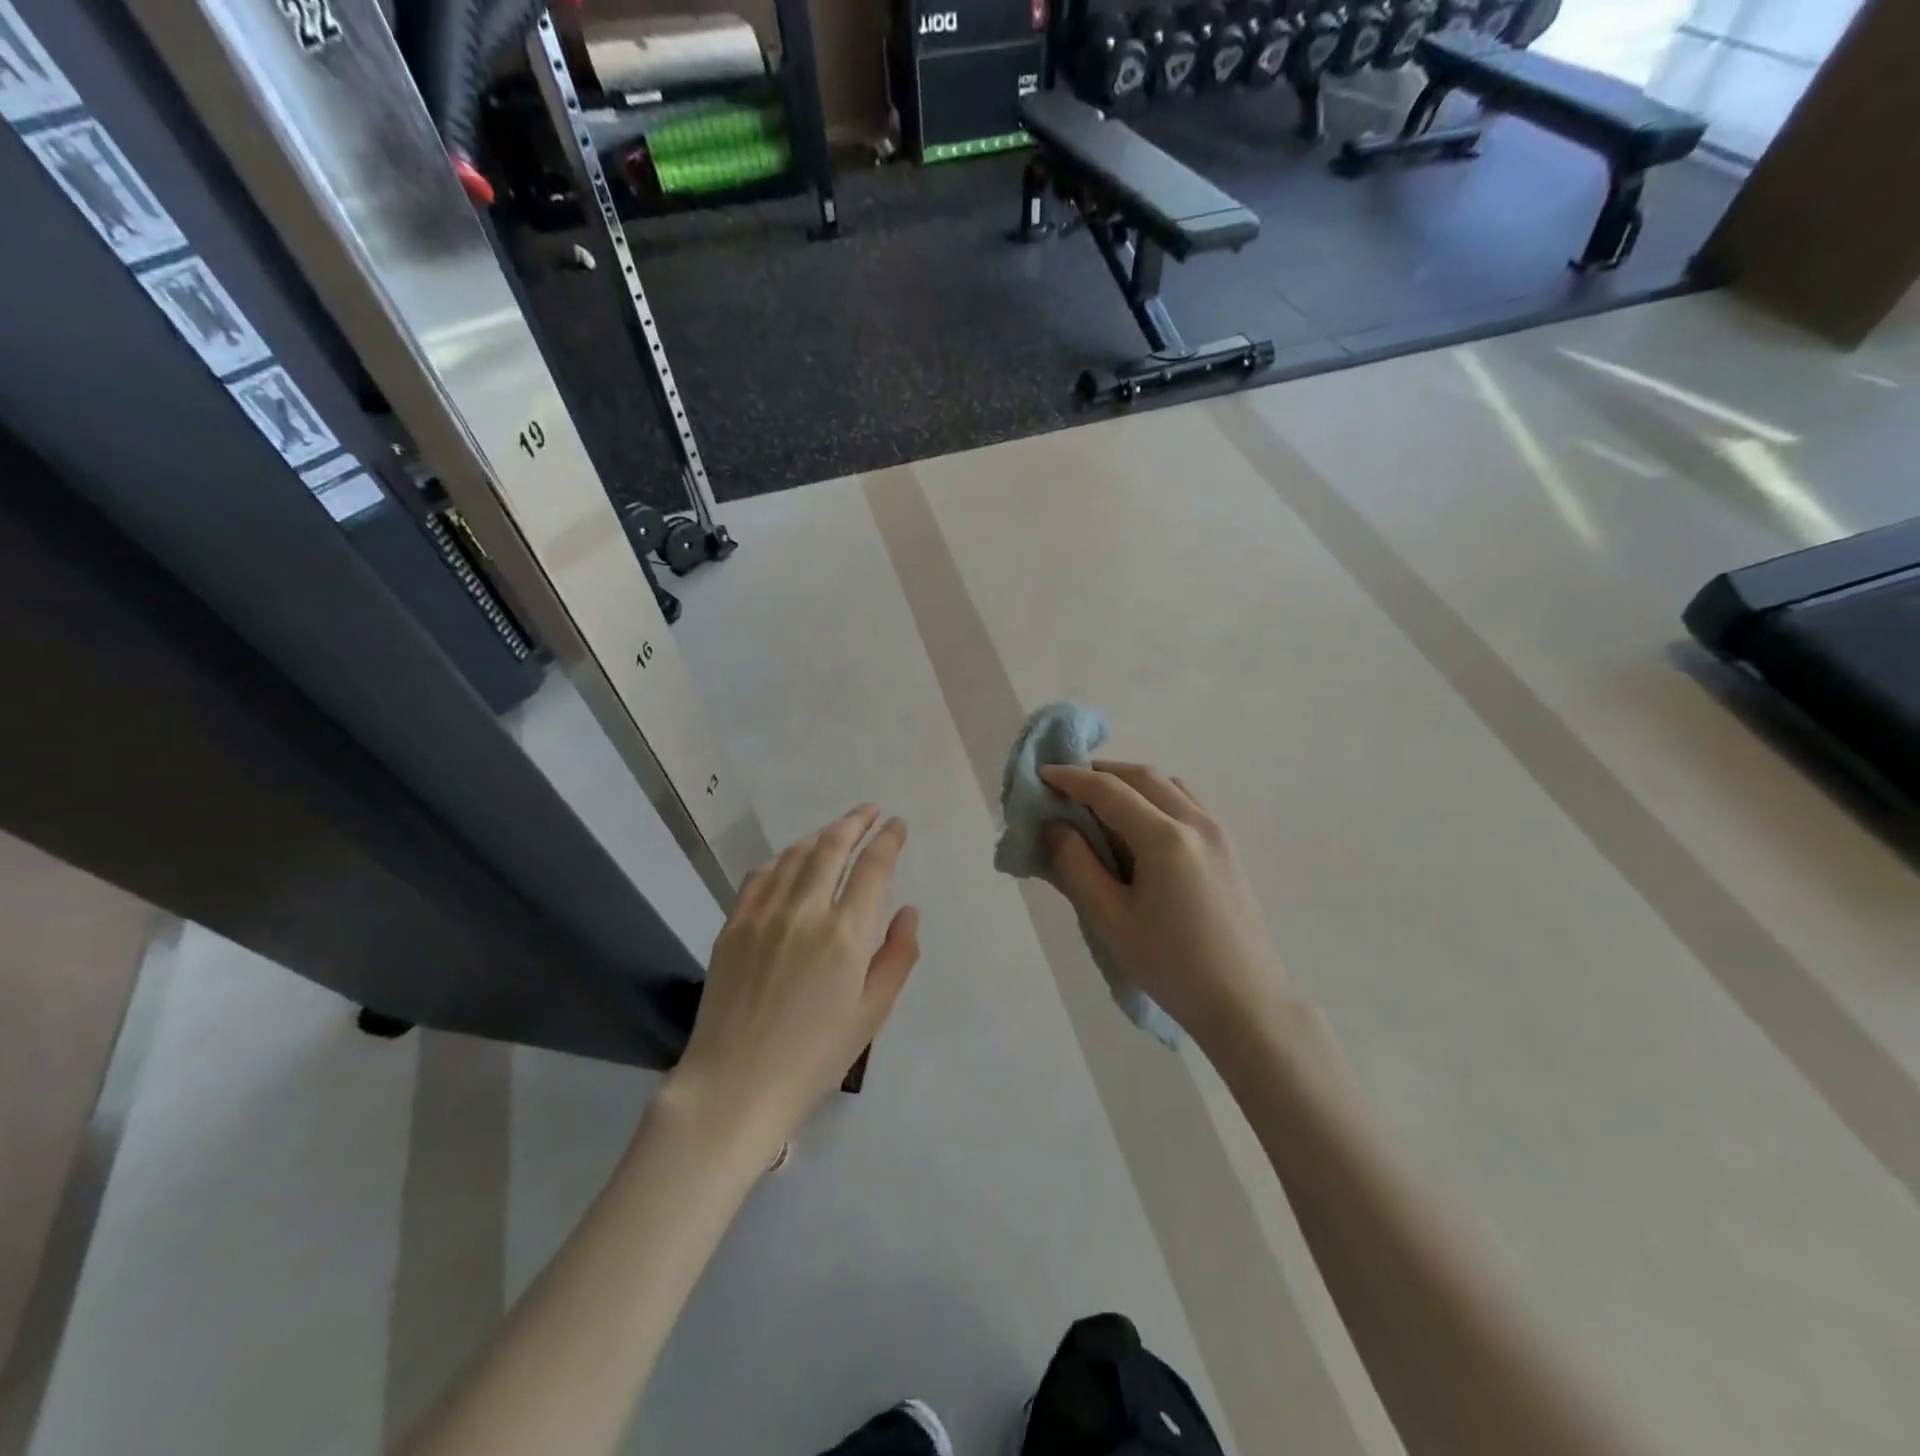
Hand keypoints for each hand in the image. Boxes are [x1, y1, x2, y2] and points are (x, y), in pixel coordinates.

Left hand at [667, 807, 918, 1159]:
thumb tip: (909, 911)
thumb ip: (898, 956)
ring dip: (820, 835)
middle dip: (855, 822)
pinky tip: (791, 859)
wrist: (736, 1084)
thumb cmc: (815, 1056)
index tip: (897, 824)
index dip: (888, 839)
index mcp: (845, 935)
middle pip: (832, 847)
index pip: (872, 868)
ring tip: (836, 830)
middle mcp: (804, 911)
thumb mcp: (872, 1013)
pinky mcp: (733, 924)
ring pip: (795, 855)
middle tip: (870, 811)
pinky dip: (782, 858)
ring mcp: (763, 914)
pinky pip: (761, 875)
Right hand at [1041, 762, 1291, 1065]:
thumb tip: (1056, 826)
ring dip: (1131, 783)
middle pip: (1142, 777)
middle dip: (1101, 773)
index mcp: (1165, 838)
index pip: (1109, 790)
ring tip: (1101, 804)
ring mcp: (1218, 834)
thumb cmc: (1171, 966)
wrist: (1245, 1003)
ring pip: (1169, 786)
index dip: (1072, 778)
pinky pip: (1187, 804)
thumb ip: (1077, 866)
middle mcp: (1196, 823)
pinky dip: (1156, 798)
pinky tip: (1140, 828)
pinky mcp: (1228, 850)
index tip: (1042, 775)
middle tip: (1067, 786)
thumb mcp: (1110, 920)